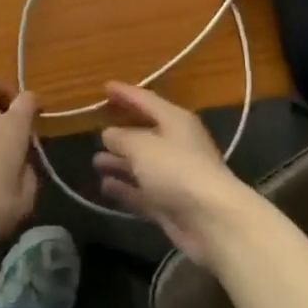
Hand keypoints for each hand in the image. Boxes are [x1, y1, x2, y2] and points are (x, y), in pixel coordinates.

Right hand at [94, 83, 257, 265]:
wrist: (212, 220)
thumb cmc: (177, 170)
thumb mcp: (143, 147)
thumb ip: (122, 138)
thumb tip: (109, 133)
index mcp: (175, 120)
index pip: (146, 100)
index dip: (125, 93)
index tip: (105, 87)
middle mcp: (176, 143)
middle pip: (145, 133)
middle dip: (121, 132)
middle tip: (96, 130)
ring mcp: (173, 175)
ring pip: (142, 164)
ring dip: (120, 162)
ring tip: (96, 161)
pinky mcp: (170, 203)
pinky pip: (142, 190)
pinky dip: (125, 188)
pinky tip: (105, 186)